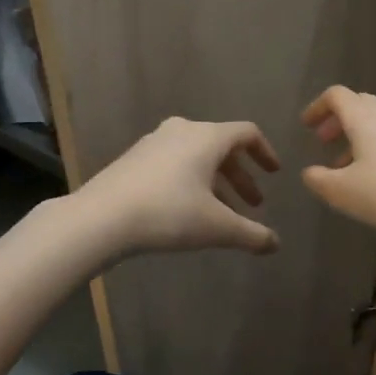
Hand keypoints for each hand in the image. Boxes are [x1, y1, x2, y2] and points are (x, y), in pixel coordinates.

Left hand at [73, 117, 281, 262]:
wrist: (100, 218)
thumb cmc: (168, 213)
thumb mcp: (217, 227)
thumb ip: (251, 234)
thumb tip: (275, 244)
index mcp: (207, 137)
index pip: (247, 133)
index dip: (265, 152)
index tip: (274, 174)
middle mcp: (183, 130)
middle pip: (222, 147)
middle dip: (241, 176)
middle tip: (254, 204)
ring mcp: (154, 142)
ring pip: (197, 157)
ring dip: (216, 182)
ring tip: (223, 214)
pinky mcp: (134, 158)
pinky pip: (175, 163)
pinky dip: (192, 181)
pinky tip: (188, 210)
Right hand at [301, 87, 375, 265]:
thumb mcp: (343, 192)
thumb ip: (318, 180)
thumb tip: (309, 172)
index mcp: (364, 117)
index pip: (336, 96)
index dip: (317, 107)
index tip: (306, 125)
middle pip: (358, 103)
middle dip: (337, 120)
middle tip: (323, 142)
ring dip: (356, 135)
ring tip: (345, 165)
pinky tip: (374, 173)